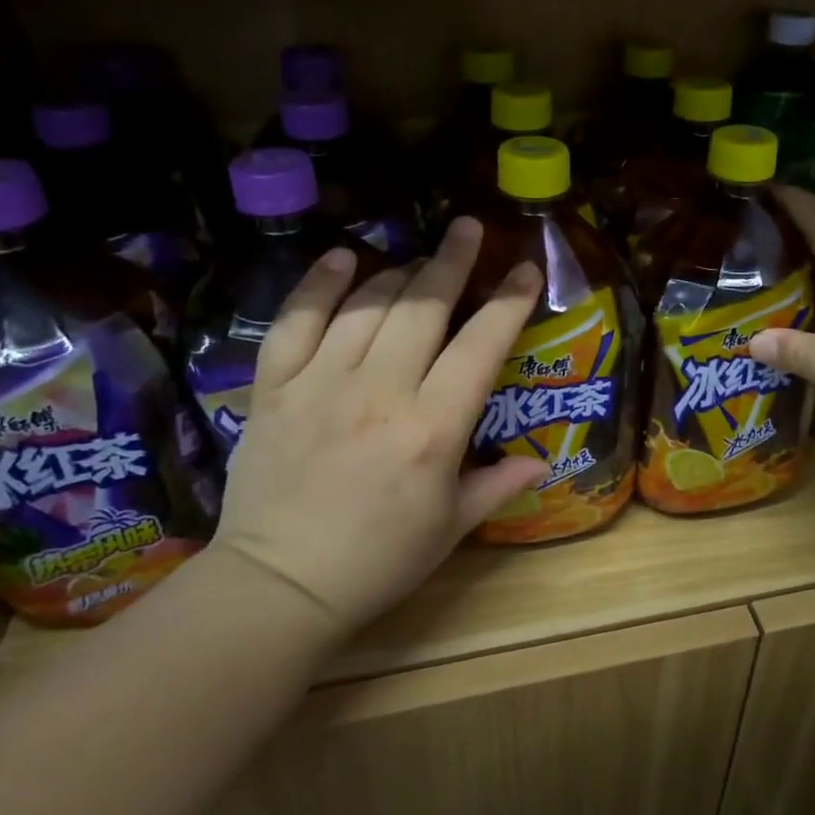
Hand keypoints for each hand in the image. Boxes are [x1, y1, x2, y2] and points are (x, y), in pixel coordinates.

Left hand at [209, 219, 547, 641]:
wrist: (277, 585)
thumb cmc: (377, 561)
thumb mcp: (449, 529)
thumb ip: (496, 485)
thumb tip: (540, 460)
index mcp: (432, 429)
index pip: (480, 346)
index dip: (507, 302)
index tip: (525, 269)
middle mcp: (380, 392)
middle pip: (422, 307)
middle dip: (451, 261)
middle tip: (468, 229)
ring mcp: (320, 384)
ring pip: (366, 306)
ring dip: (398, 274)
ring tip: (417, 260)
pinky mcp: (274, 389)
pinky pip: (295, 322)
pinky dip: (318, 285)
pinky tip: (341, 259)